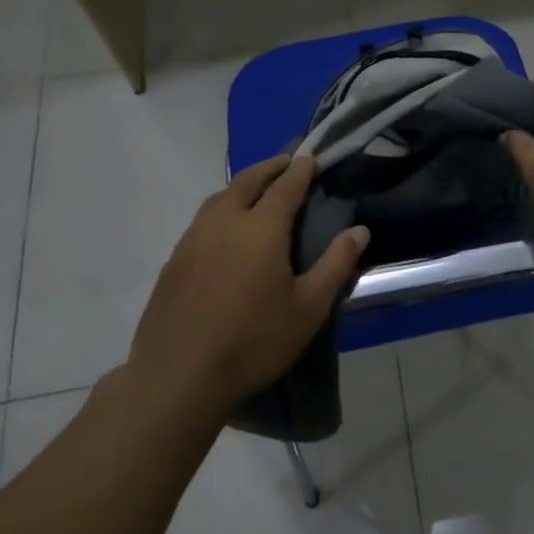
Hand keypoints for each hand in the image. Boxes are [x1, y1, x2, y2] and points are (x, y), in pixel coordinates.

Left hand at [128, 155, 368, 408]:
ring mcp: (193, 240)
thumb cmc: (253, 341)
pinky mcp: (173, 261)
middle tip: (286, 163)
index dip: (300, 169)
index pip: (285, 186)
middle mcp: (224, 222)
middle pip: (247, 181)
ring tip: (257, 189)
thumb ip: (336, 264)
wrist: (178, 377)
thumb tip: (360, 230)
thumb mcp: (309, 308)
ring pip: (219, 197)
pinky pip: (202, 220)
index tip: (310, 156)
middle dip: (269, 167)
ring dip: (242, 185)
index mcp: (261, 228)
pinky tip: (225, 230)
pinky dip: (221, 209)